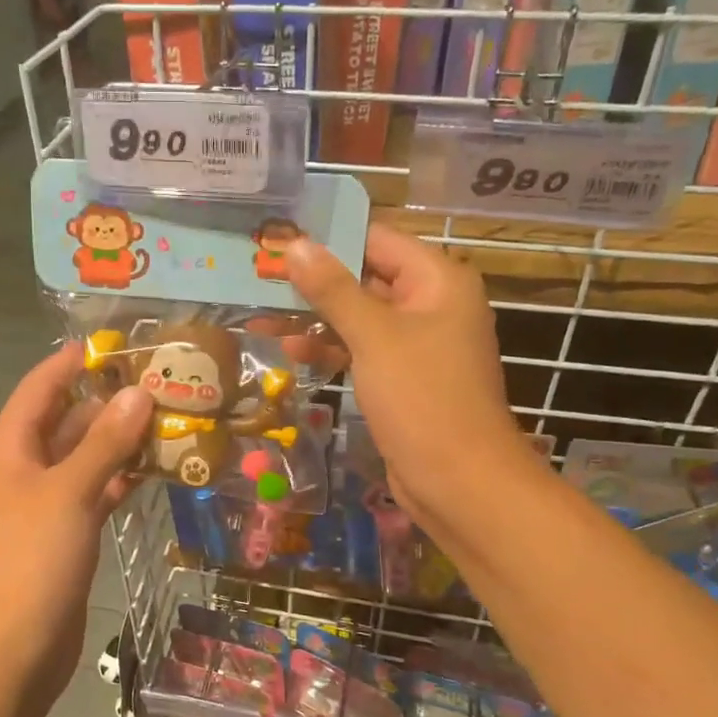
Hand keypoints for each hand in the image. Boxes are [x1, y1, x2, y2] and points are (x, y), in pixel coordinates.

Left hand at [0, 346, 150, 709]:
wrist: (13, 648)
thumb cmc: (33, 559)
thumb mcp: (70, 492)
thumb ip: (105, 442)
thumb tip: (138, 393)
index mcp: (12, 448)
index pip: (41, 387)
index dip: (72, 361)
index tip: (117, 343)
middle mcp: (27, 468)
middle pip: (68, 420)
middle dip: (110, 402)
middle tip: (164, 384)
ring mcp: (47, 503)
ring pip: (87, 457)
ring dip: (122, 441)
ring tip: (172, 419)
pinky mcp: (68, 533)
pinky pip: (97, 491)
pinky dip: (123, 479)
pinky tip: (158, 469)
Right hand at [286, 226, 537, 531]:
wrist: (458, 481)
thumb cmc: (422, 397)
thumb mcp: (374, 336)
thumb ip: (333, 289)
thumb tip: (295, 245)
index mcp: (437, 280)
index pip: (377, 239)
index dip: (328, 236)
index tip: (277, 235)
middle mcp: (430, 303)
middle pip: (365, 276)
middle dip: (314, 278)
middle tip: (258, 272)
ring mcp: (417, 343)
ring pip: (359, 315)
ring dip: (315, 316)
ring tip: (261, 311)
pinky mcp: (403, 376)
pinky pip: (363, 348)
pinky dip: (331, 346)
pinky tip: (290, 348)